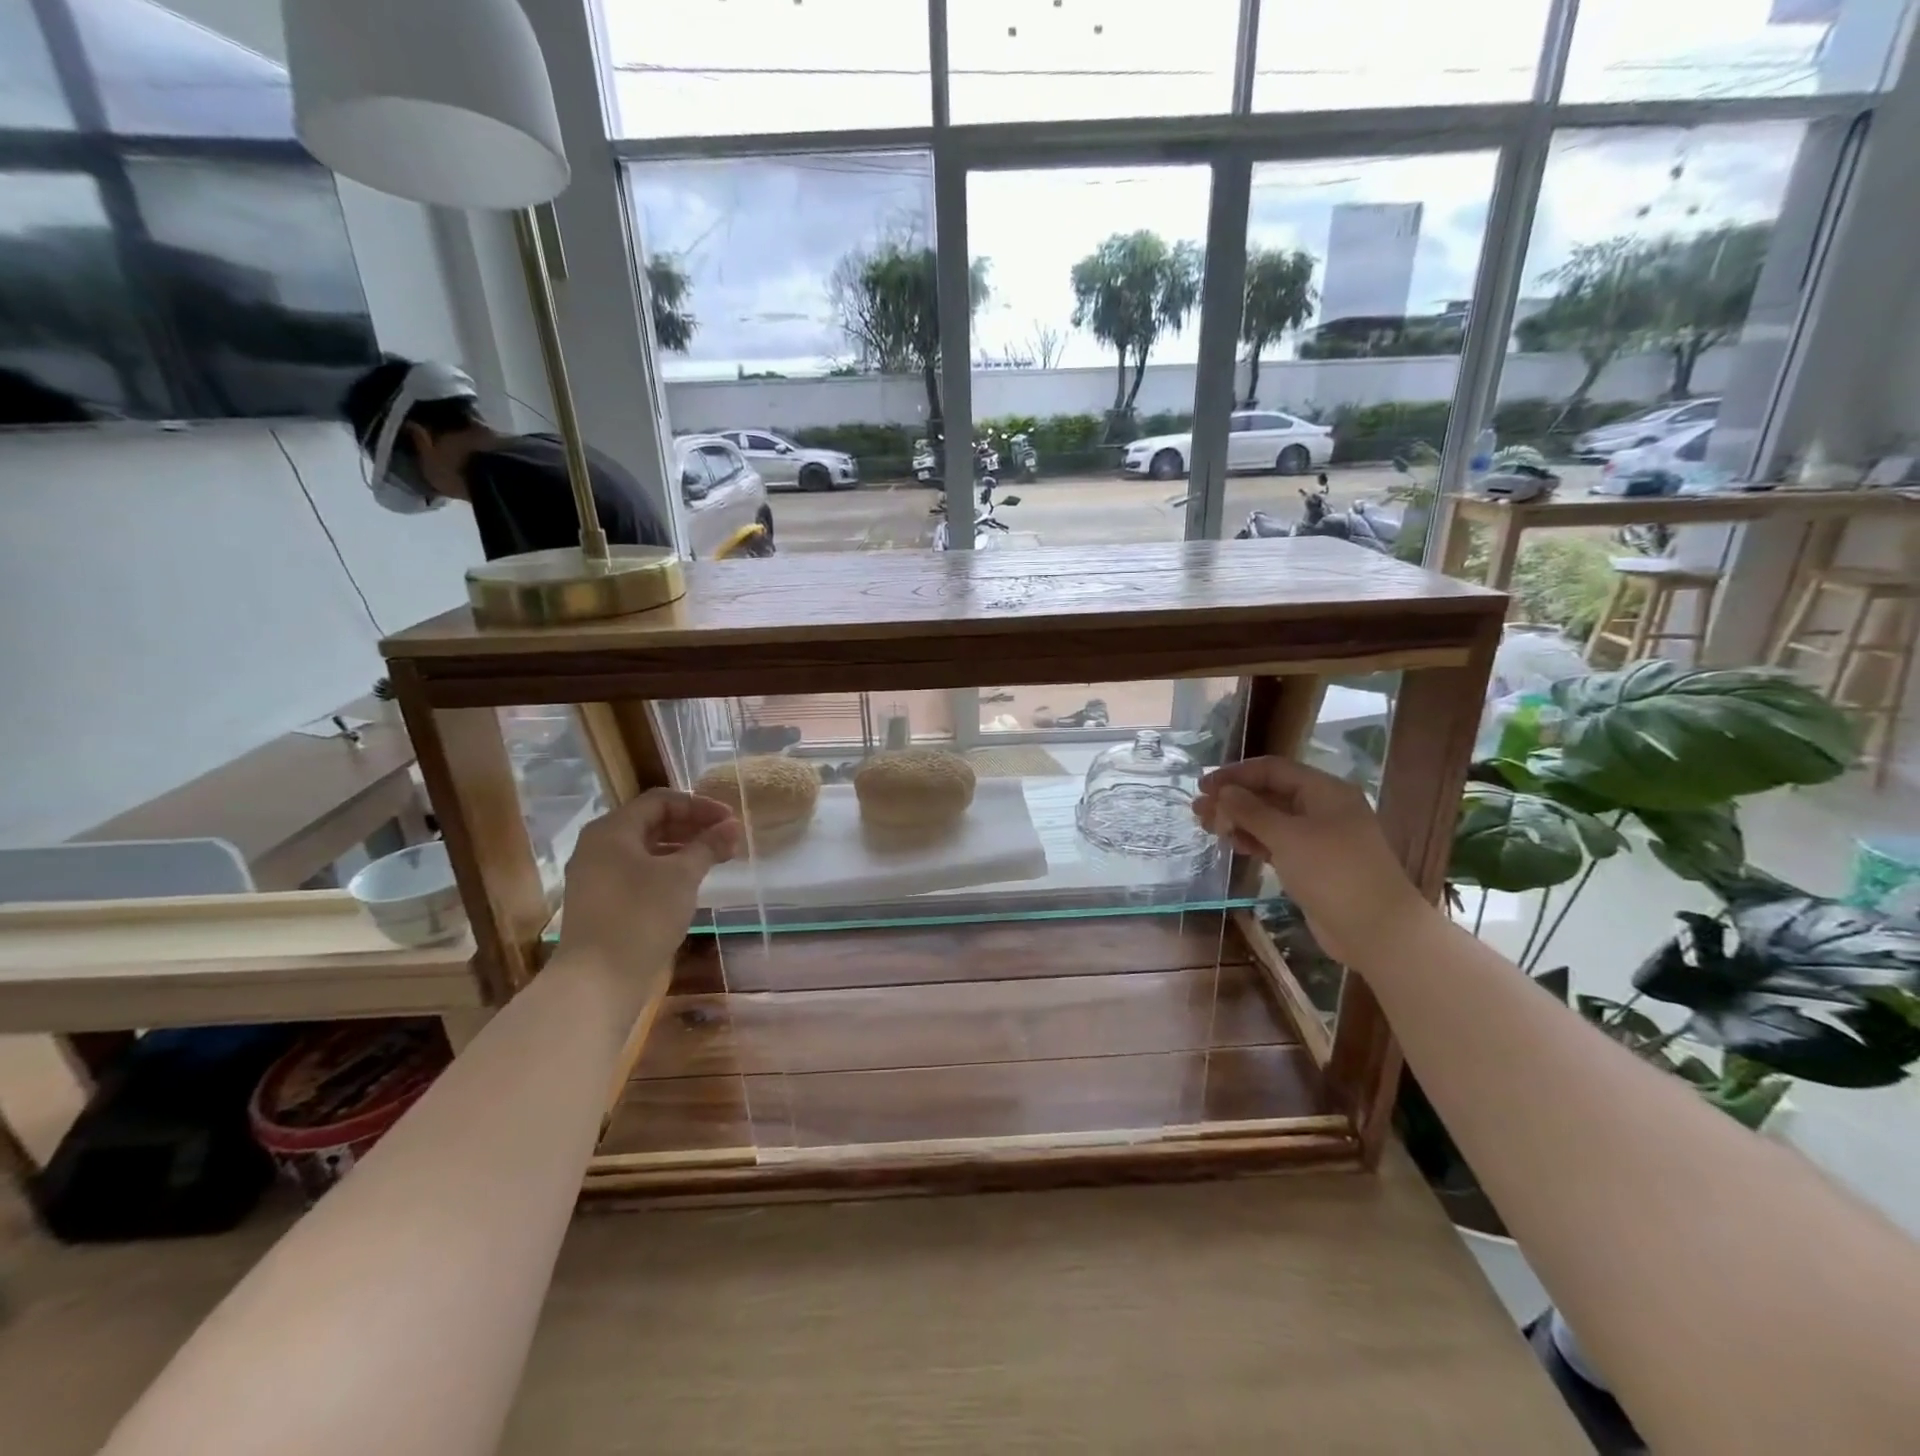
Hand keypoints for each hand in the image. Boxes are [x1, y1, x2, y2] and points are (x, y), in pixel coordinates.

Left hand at [557, 789, 742, 965]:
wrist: (598, 980)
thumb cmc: (642, 916)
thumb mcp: (682, 876)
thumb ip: (708, 846)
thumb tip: (732, 826)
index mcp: (612, 830)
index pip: (661, 801)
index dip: (699, 806)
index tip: (729, 821)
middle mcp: (598, 846)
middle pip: (651, 822)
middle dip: (692, 827)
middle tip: (726, 841)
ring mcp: (595, 875)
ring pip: (644, 849)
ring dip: (682, 849)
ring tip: (714, 861)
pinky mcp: (600, 902)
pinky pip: (636, 871)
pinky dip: (665, 869)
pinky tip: (688, 884)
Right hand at [1193, 756, 1431, 966]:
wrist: (1377, 930)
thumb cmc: (1333, 873)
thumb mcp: (1288, 836)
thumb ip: (1251, 811)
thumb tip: (1223, 791)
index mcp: (1324, 791)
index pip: (1272, 769)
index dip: (1235, 774)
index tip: (1203, 786)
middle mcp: (1322, 808)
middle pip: (1270, 793)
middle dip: (1233, 799)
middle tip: (1198, 810)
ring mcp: (1319, 838)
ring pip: (1271, 820)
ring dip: (1238, 821)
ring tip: (1207, 827)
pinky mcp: (1313, 864)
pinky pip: (1277, 843)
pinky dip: (1253, 841)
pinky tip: (1232, 845)